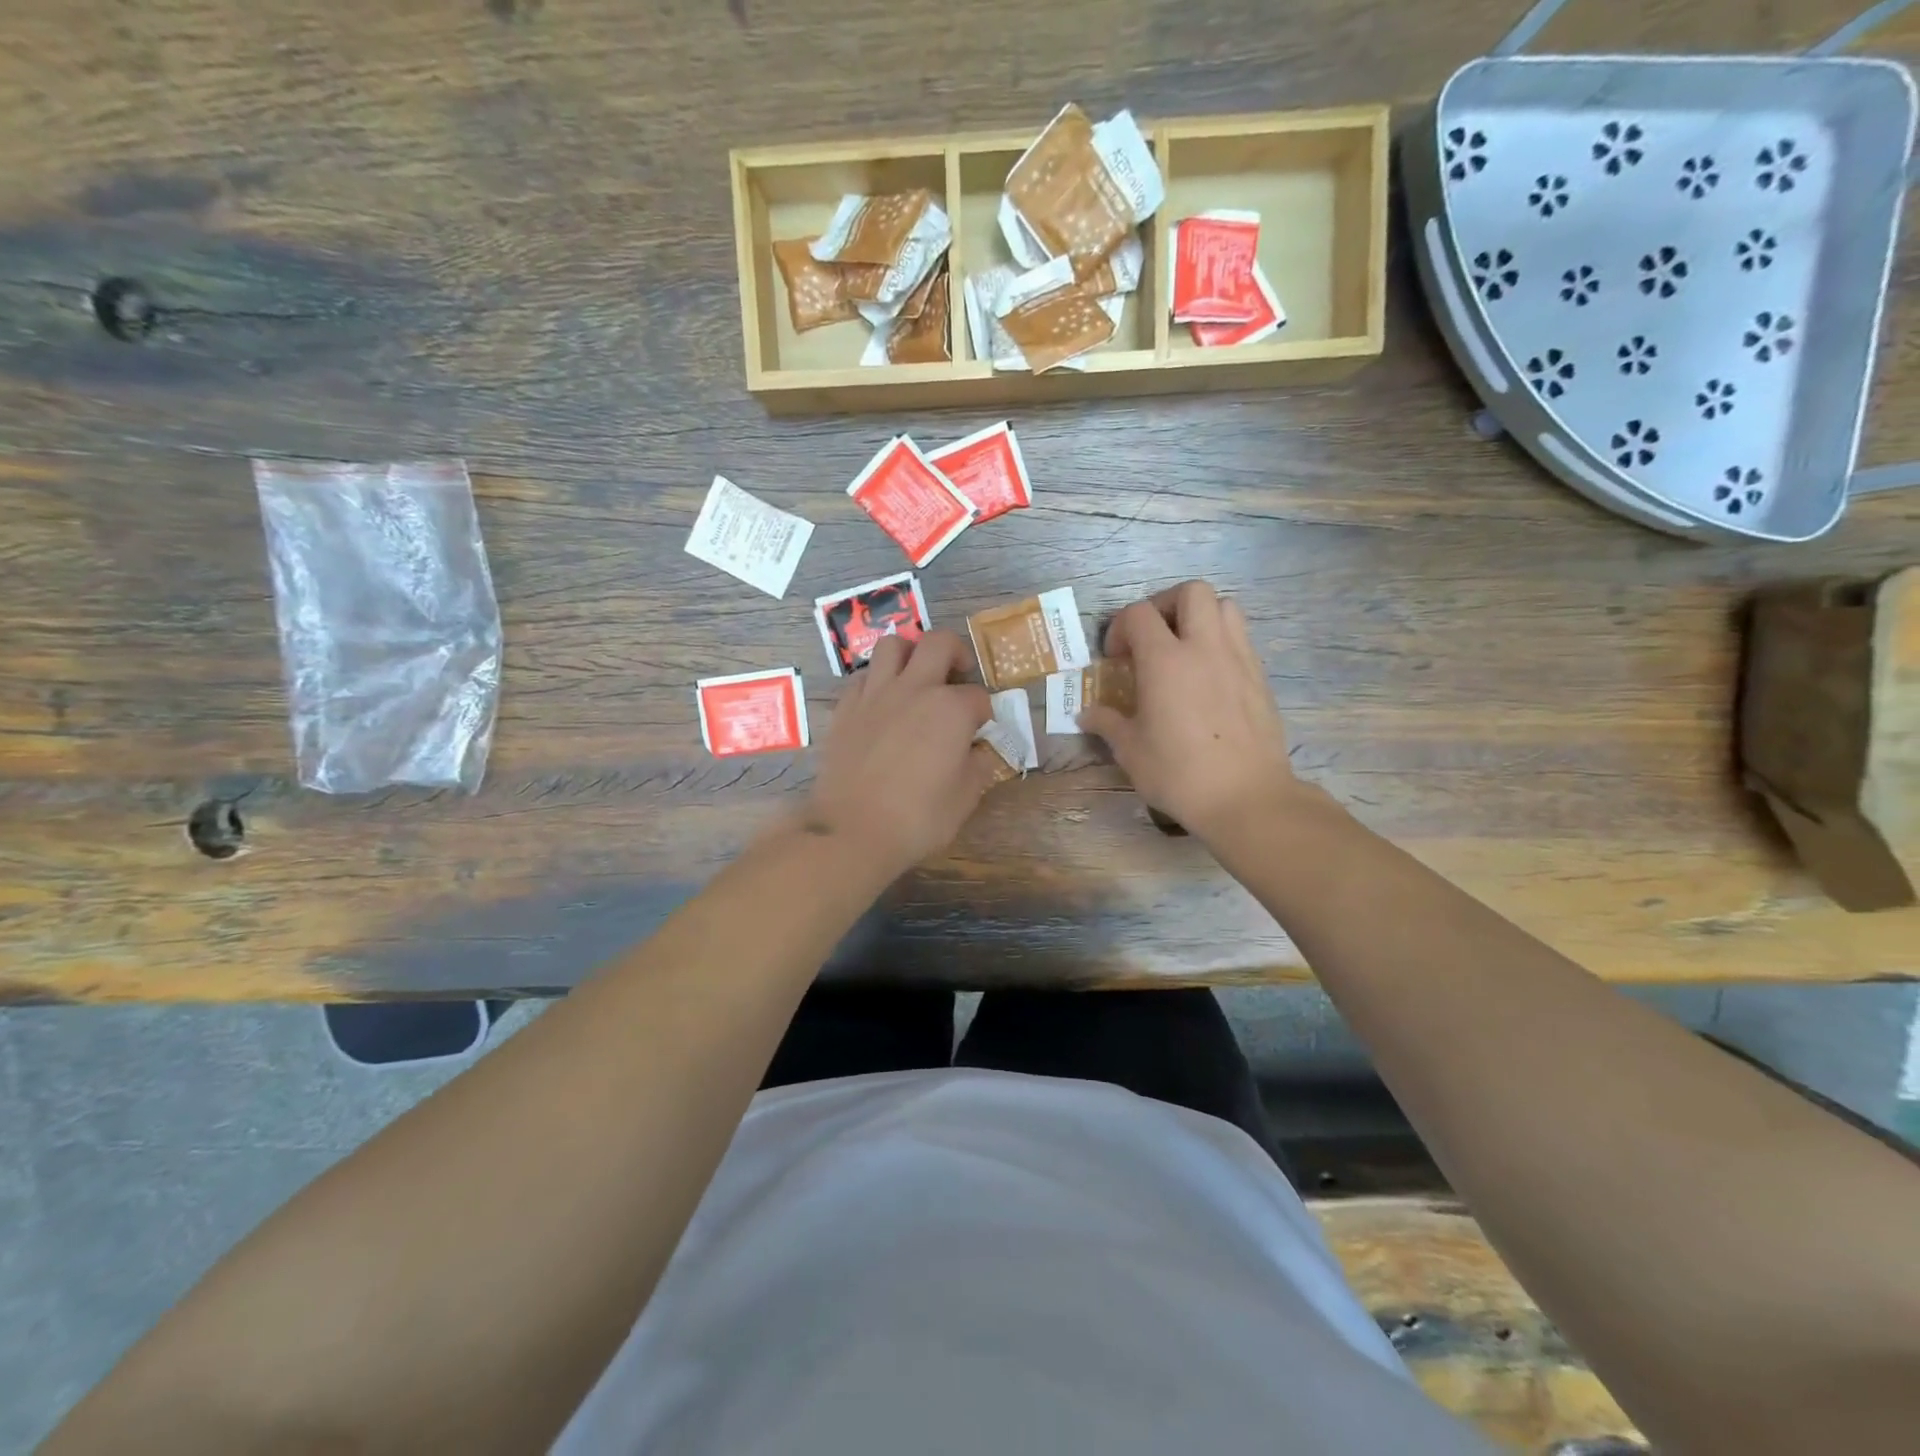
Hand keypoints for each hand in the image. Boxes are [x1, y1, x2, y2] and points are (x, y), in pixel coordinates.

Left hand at [800, 630, 999, 878]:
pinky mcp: (845, 708)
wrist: (852, 830)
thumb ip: (978, 766)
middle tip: (958, 673)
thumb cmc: (918, 818)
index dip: (985, 713)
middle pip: (938, 643)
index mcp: (951, 709)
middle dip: (955, 652)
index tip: (982, 730)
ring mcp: (875, 694)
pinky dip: (877, 681)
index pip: (979, 697)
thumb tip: (977, 751)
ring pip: (893, 645)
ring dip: (910, 653)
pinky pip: (863, 677)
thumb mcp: (965, 798)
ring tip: (916, 676)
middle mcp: (915, 689)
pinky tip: (882, 702)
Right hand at [1078, 581, 1314, 843]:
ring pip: (1224, 606)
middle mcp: (1204, 647)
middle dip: (1165, 605)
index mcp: (1165, 661)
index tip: (1116, 657)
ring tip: (1184, 648)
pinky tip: (1208, 676)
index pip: (1139, 614)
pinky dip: (1221, 641)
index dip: (1120, 627)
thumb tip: (1086, 714)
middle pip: (1190, 592)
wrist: (1246, 797)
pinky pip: (1241, 637)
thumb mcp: (1131, 751)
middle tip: (1153, 637)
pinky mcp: (1259, 676)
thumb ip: (1107, 723)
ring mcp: (1238, 658)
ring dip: (1200, 616)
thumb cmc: (1179, 774)